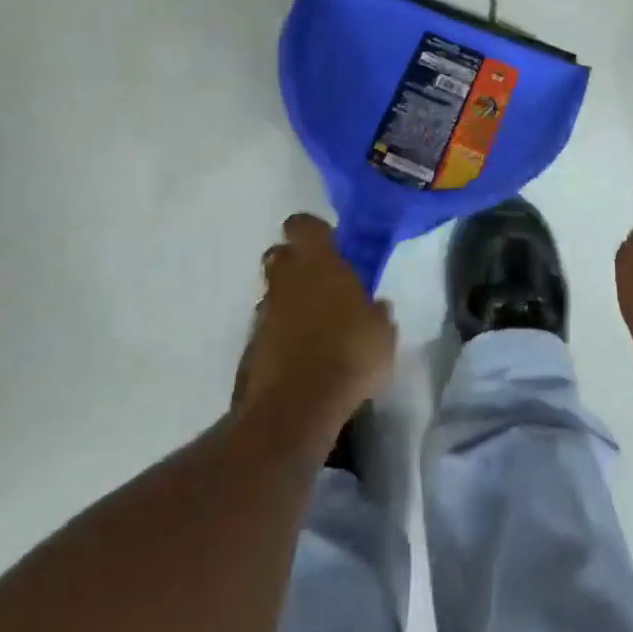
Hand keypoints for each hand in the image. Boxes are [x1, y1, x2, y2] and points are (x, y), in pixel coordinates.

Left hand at [237, 214, 396, 433]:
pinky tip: (301, 357)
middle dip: (296, 263)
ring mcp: (264, 313)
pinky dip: (281, 336)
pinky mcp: (250, 347)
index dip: (314, 231)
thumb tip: (375, 307)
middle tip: (322, 283)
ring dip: (289, 302)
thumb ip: (376, 313)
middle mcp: (286, 280)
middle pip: (280, 255)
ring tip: (315, 328)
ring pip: (273, 293)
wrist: (297, 406)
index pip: (303, 225)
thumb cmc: (350, 353)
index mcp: (318, 262)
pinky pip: (268, 329)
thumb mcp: (382, 332)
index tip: (331, 244)